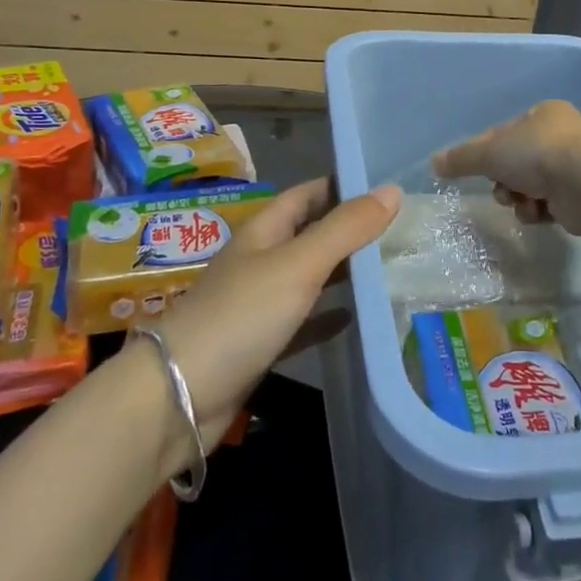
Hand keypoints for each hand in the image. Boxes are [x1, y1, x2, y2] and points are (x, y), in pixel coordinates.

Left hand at [155, 178, 398, 445]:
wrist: (179, 396)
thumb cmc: (241, 315)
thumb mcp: (299, 264)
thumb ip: (345, 229)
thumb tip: (392, 189)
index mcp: (265, 231)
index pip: (308, 194)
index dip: (342, 185)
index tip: (386, 184)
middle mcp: (261, 260)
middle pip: (311, 234)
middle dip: (350, 229)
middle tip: (402, 228)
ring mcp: (259, 303)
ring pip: (309, 277)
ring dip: (343, 272)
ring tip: (390, 268)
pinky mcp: (261, 344)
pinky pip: (302, 322)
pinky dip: (328, 317)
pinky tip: (356, 319)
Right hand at [432, 100, 580, 229]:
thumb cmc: (537, 154)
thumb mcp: (490, 152)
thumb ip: (461, 158)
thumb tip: (434, 164)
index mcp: (542, 115)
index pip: (503, 133)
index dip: (485, 152)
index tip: (475, 169)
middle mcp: (560, 136)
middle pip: (515, 162)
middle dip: (503, 180)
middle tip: (502, 189)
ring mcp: (572, 167)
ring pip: (529, 186)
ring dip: (519, 199)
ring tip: (523, 203)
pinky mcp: (579, 196)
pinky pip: (547, 205)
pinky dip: (538, 211)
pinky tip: (539, 213)